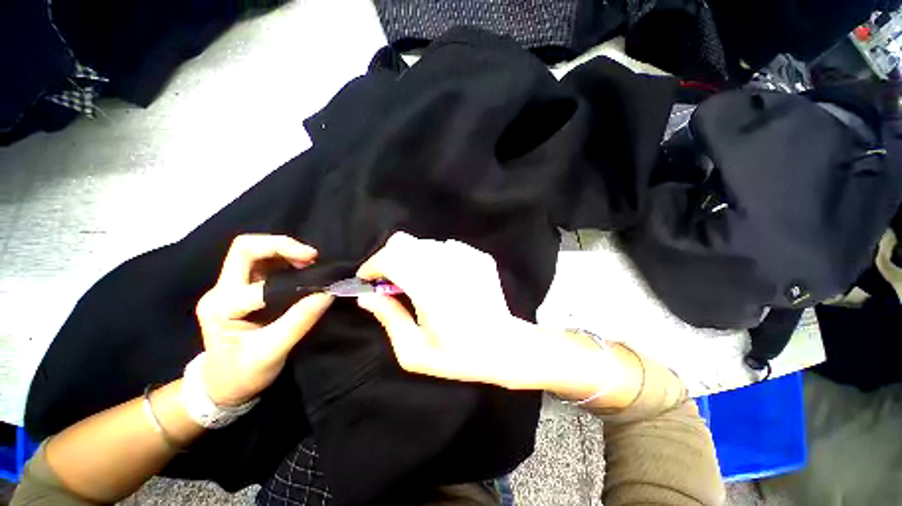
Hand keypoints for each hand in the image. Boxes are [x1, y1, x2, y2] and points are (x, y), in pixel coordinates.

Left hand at [196, 234, 332, 405]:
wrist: (222, 386)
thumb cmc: (244, 374)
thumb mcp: (273, 352)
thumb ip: (300, 320)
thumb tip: (328, 293)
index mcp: (221, 308)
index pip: (260, 286)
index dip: (293, 284)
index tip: (322, 286)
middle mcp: (220, 291)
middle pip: (244, 249)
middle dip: (281, 246)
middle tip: (311, 256)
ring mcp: (227, 287)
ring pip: (251, 251)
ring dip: (283, 250)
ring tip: (309, 261)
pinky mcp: (239, 288)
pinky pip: (260, 263)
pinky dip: (283, 259)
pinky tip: (300, 269)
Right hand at [356, 232, 556, 389]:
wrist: (504, 347)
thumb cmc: (458, 355)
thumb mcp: (414, 351)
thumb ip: (389, 319)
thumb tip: (367, 297)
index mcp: (429, 290)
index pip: (390, 258)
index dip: (372, 265)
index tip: (368, 279)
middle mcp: (447, 265)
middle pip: (404, 242)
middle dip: (389, 259)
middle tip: (392, 282)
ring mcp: (466, 257)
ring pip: (424, 244)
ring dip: (412, 259)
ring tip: (420, 283)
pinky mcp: (479, 256)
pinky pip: (447, 248)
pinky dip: (436, 260)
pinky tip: (444, 280)